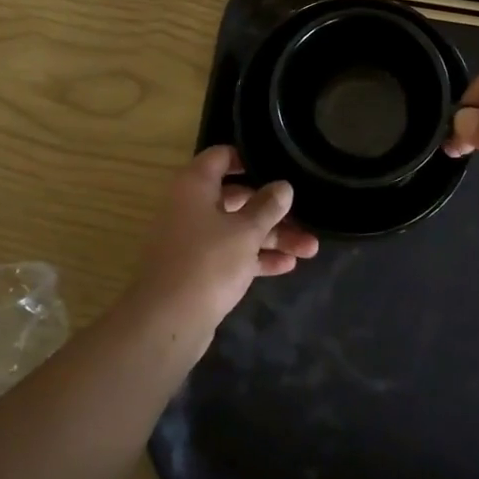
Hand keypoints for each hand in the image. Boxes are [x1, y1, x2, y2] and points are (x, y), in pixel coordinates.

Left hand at [133, 146, 319, 336]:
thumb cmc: (208, 262)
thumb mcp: (246, 231)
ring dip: (272, 237)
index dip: (250, 159)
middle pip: (237, 196)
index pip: (222, 156)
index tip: (279, 165)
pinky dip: (256, 257)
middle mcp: (191, 206)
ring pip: (238, 229)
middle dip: (273, 209)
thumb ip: (268, 206)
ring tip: (310, 248)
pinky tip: (288, 266)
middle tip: (306, 215)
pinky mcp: (199, 269)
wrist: (168, 322)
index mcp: (195, 184)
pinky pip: (232, 254)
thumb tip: (283, 186)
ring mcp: (194, 239)